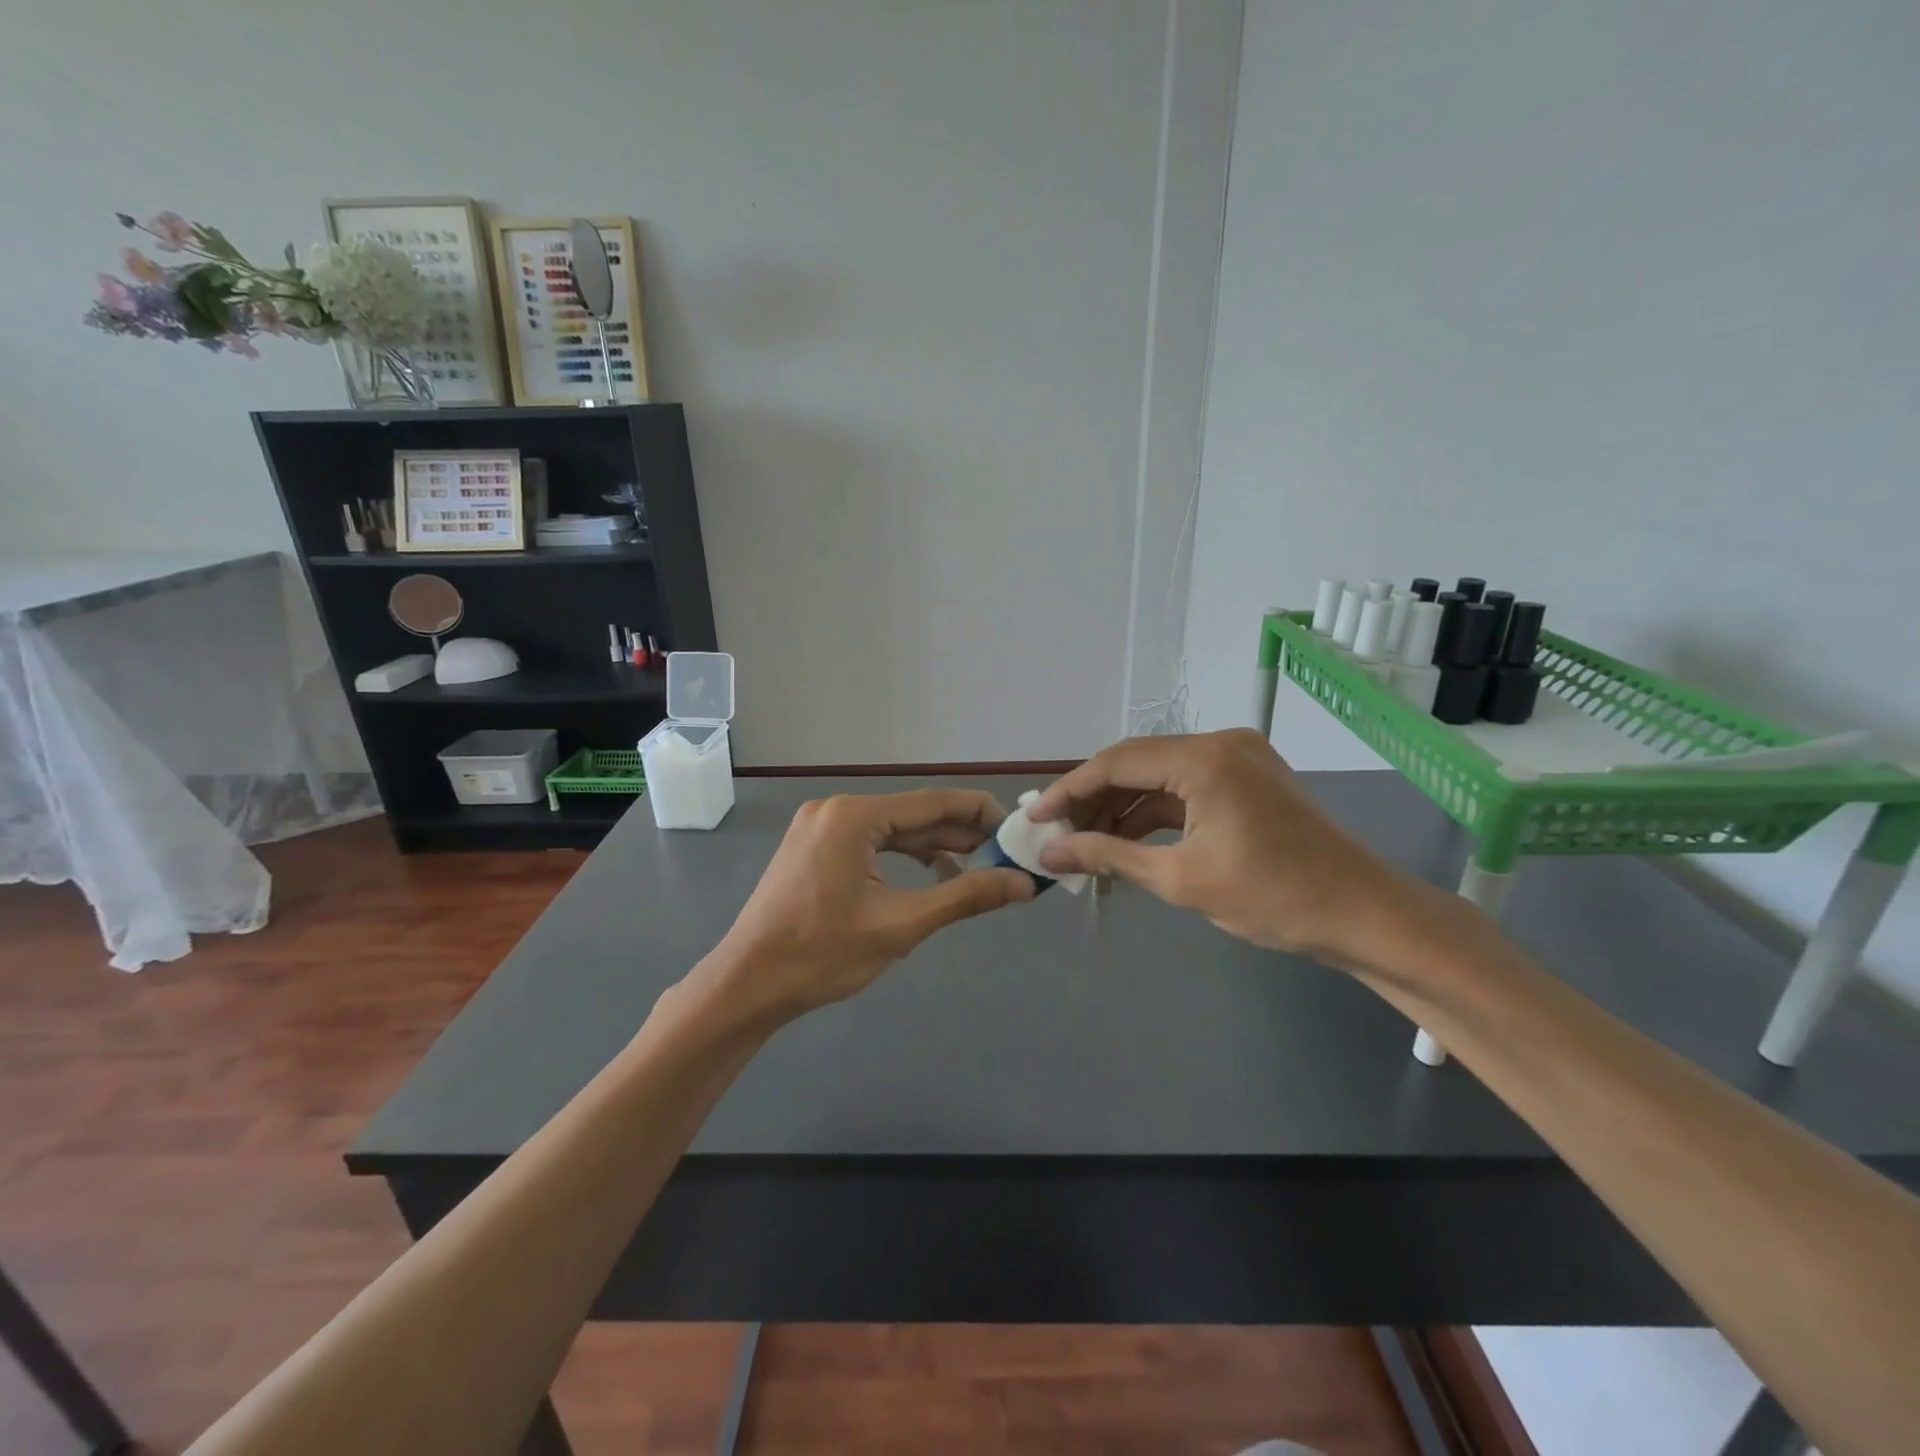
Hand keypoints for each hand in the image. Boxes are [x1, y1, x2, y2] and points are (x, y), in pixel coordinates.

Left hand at [704, 789, 1033, 1021]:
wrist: (747, 985)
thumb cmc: (821, 954)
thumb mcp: (901, 925)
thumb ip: (964, 896)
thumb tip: (1022, 884)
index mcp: (853, 816)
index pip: (931, 803)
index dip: (978, 813)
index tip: (1014, 828)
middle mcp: (835, 809)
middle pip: (911, 815)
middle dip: (957, 834)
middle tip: (1003, 854)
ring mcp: (819, 828)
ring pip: (891, 830)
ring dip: (932, 848)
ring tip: (976, 869)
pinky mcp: (813, 849)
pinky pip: (870, 843)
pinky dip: (902, 858)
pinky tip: (930, 877)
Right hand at [1029, 730, 1424, 967]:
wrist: (1365, 915)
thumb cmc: (1272, 898)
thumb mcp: (1181, 879)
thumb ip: (1108, 857)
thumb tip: (1050, 855)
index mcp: (1203, 758)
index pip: (1116, 762)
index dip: (1069, 790)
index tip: (1035, 818)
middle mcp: (1220, 743)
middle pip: (1136, 764)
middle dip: (1093, 800)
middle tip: (1058, 837)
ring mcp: (1238, 758)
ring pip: (1160, 777)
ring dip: (1122, 808)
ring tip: (1086, 843)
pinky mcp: (1249, 778)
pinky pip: (1186, 788)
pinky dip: (1155, 813)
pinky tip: (1127, 840)